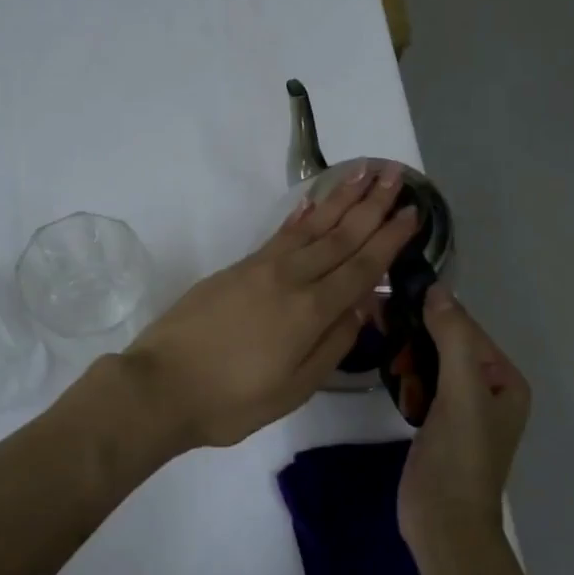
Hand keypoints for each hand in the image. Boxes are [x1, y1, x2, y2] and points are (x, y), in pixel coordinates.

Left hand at [124, 163, 420, 449]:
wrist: (160, 386)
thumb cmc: (231, 401)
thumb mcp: (293, 389)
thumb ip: (332, 345)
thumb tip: (362, 307)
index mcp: (310, 312)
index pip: (360, 268)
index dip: (389, 240)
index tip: (413, 213)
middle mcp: (290, 279)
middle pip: (340, 236)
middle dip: (372, 205)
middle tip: (397, 174)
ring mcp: (260, 268)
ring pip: (311, 226)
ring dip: (341, 199)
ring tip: (365, 173)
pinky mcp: (237, 268)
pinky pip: (279, 234)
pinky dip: (301, 215)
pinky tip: (314, 201)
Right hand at [397, 286, 530, 543]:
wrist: (443, 525)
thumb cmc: (459, 457)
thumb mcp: (461, 392)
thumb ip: (452, 338)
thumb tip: (438, 289)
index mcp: (505, 380)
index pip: (466, 329)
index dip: (432, 312)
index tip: (391, 297)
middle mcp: (488, 389)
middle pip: (447, 344)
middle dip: (415, 333)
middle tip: (376, 316)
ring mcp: (461, 408)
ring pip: (430, 362)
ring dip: (406, 352)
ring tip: (379, 342)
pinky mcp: (436, 423)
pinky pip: (420, 384)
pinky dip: (404, 375)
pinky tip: (388, 372)